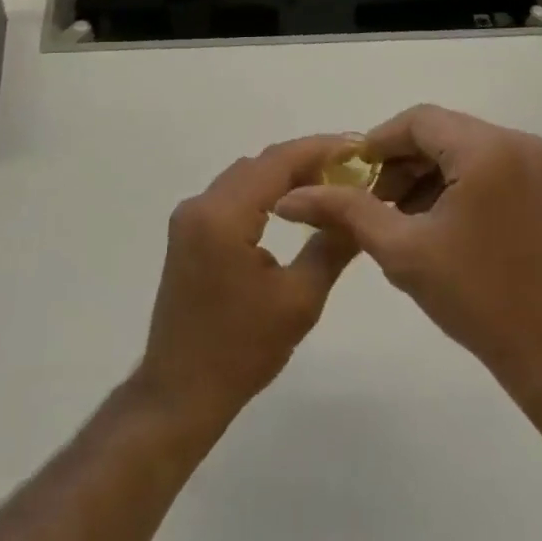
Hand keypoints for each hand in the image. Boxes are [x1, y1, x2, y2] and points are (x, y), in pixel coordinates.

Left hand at [134, 136, 361, 431]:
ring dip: (283, 176)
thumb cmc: (241, 350)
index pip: (277, 162)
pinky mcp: (188, 233)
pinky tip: (292, 208)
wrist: (180, 393)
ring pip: (244, 178)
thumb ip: (332, 246)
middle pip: (259, 165)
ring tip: (329, 186)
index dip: (319, 149)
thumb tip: (360, 212)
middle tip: (350, 170)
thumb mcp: (299, 300)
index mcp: (223, 215)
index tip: (357, 147)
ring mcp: (189, 218)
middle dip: (305, 161)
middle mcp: (200, 204)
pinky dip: (263, 194)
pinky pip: (231, 196)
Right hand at [273, 106, 541, 401]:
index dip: (378, 143)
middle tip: (371, 201)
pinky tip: (436, 221)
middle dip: (401, 162)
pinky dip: (457, 182)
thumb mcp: (401, 251)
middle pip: (442, 132)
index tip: (350, 176)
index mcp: (488, 150)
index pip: (418, 121)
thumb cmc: (478, 300)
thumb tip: (289, 196)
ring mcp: (540, 163)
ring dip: (427, 173)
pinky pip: (490, 165)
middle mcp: (520, 142)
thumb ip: (345, 210)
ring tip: (399, 216)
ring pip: (464, 148)